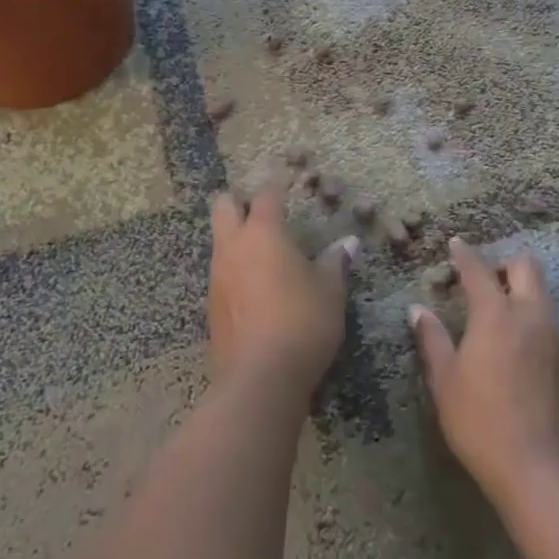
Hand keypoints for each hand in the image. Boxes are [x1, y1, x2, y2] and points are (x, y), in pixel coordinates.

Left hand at [208, 184, 357, 397]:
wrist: (259, 378)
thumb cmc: (302, 321)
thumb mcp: (330, 291)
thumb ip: (336, 263)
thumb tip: (348, 244)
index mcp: (263, 232)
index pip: (267, 194)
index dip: (277, 184)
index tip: (286, 179)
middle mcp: (233, 247)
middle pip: (223, 206)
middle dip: (238, 201)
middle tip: (261, 210)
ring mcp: (217, 276)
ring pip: (219, 240)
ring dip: (235, 237)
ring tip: (261, 251)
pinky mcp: (211, 307)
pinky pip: (220, 273)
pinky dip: (234, 270)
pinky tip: (254, 288)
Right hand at [411, 238, 558, 506]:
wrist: (540, 468)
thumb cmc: (482, 422)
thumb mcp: (446, 382)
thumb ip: (432, 340)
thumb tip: (418, 310)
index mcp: (496, 315)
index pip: (479, 270)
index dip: (465, 254)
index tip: (455, 244)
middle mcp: (529, 315)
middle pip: (526, 266)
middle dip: (503, 263)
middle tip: (482, 279)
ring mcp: (552, 336)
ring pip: (541, 291)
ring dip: (520, 287)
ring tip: (495, 307)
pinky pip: (546, 317)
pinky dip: (529, 312)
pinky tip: (513, 338)